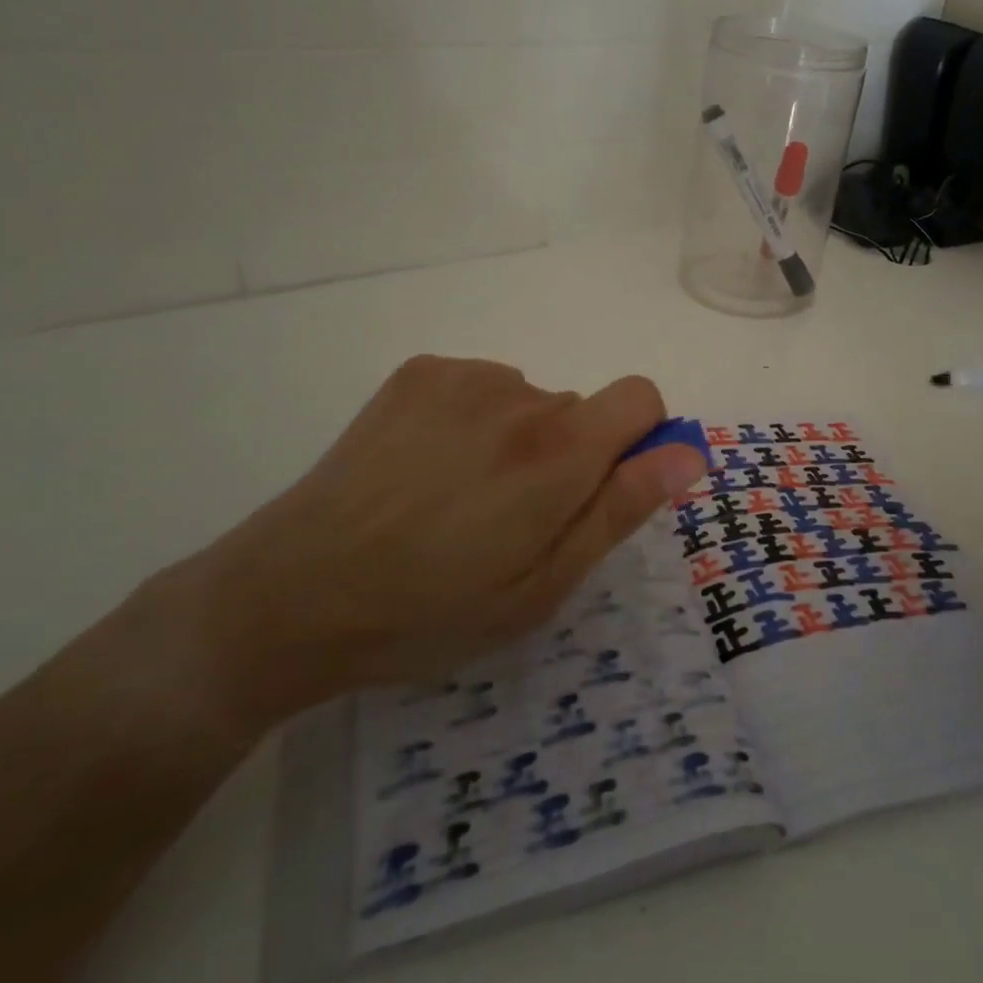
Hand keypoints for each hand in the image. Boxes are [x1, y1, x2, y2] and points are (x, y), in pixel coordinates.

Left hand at [187, 356, 706, 730]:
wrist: (295, 593)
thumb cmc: (432, 609)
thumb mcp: (542, 587)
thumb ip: (620, 509)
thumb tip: (687, 453)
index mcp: (559, 451)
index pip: (641, 397)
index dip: (638, 439)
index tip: (603, 487)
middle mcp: (520, 395)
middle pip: (579, 410)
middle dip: (567, 456)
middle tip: (509, 521)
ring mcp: (464, 377)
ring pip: (529, 401)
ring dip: (517, 440)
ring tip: (457, 500)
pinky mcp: (420, 372)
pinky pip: (481, 387)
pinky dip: (473, 420)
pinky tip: (425, 469)